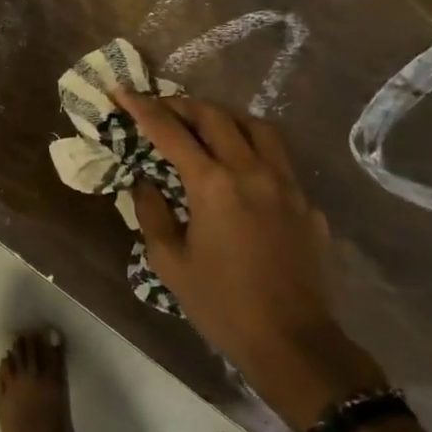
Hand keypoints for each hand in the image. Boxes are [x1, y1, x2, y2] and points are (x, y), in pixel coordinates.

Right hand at [112, 89, 385, 430]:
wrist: (293, 343)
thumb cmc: (222, 305)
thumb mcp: (170, 263)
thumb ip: (152, 213)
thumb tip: (145, 182)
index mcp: (214, 185)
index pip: (171, 132)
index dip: (143, 107)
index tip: (122, 89)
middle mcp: (252, 172)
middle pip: (216, 117)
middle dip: (183, 105)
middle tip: (161, 106)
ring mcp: (287, 186)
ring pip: (258, 128)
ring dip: (226, 118)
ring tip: (206, 126)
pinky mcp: (308, 205)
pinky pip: (280, 162)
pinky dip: (255, 153)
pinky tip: (244, 174)